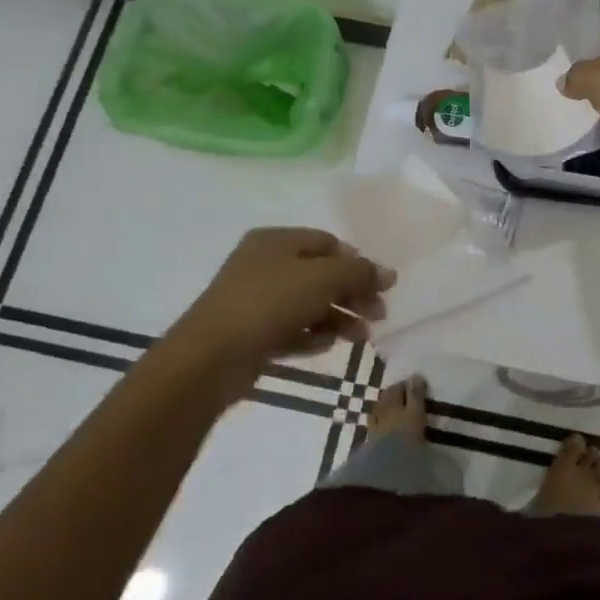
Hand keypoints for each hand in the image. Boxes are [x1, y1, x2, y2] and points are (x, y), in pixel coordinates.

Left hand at [162, 228, 394, 400]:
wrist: (210, 357)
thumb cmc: (269, 303)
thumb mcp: (323, 279)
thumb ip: (360, 273)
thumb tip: (389, 273)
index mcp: (276, 241)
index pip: (328, 243)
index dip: (357, 262)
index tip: (380, 286)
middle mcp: (264, 265)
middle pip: (321, 275)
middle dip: (353, 294)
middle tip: (378, 315)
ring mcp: (256, 301)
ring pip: (309, 304)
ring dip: (339, 318)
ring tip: (361, 337)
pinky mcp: (252, 333)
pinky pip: (292, 329)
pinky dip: (312, 335)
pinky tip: (326, 346)